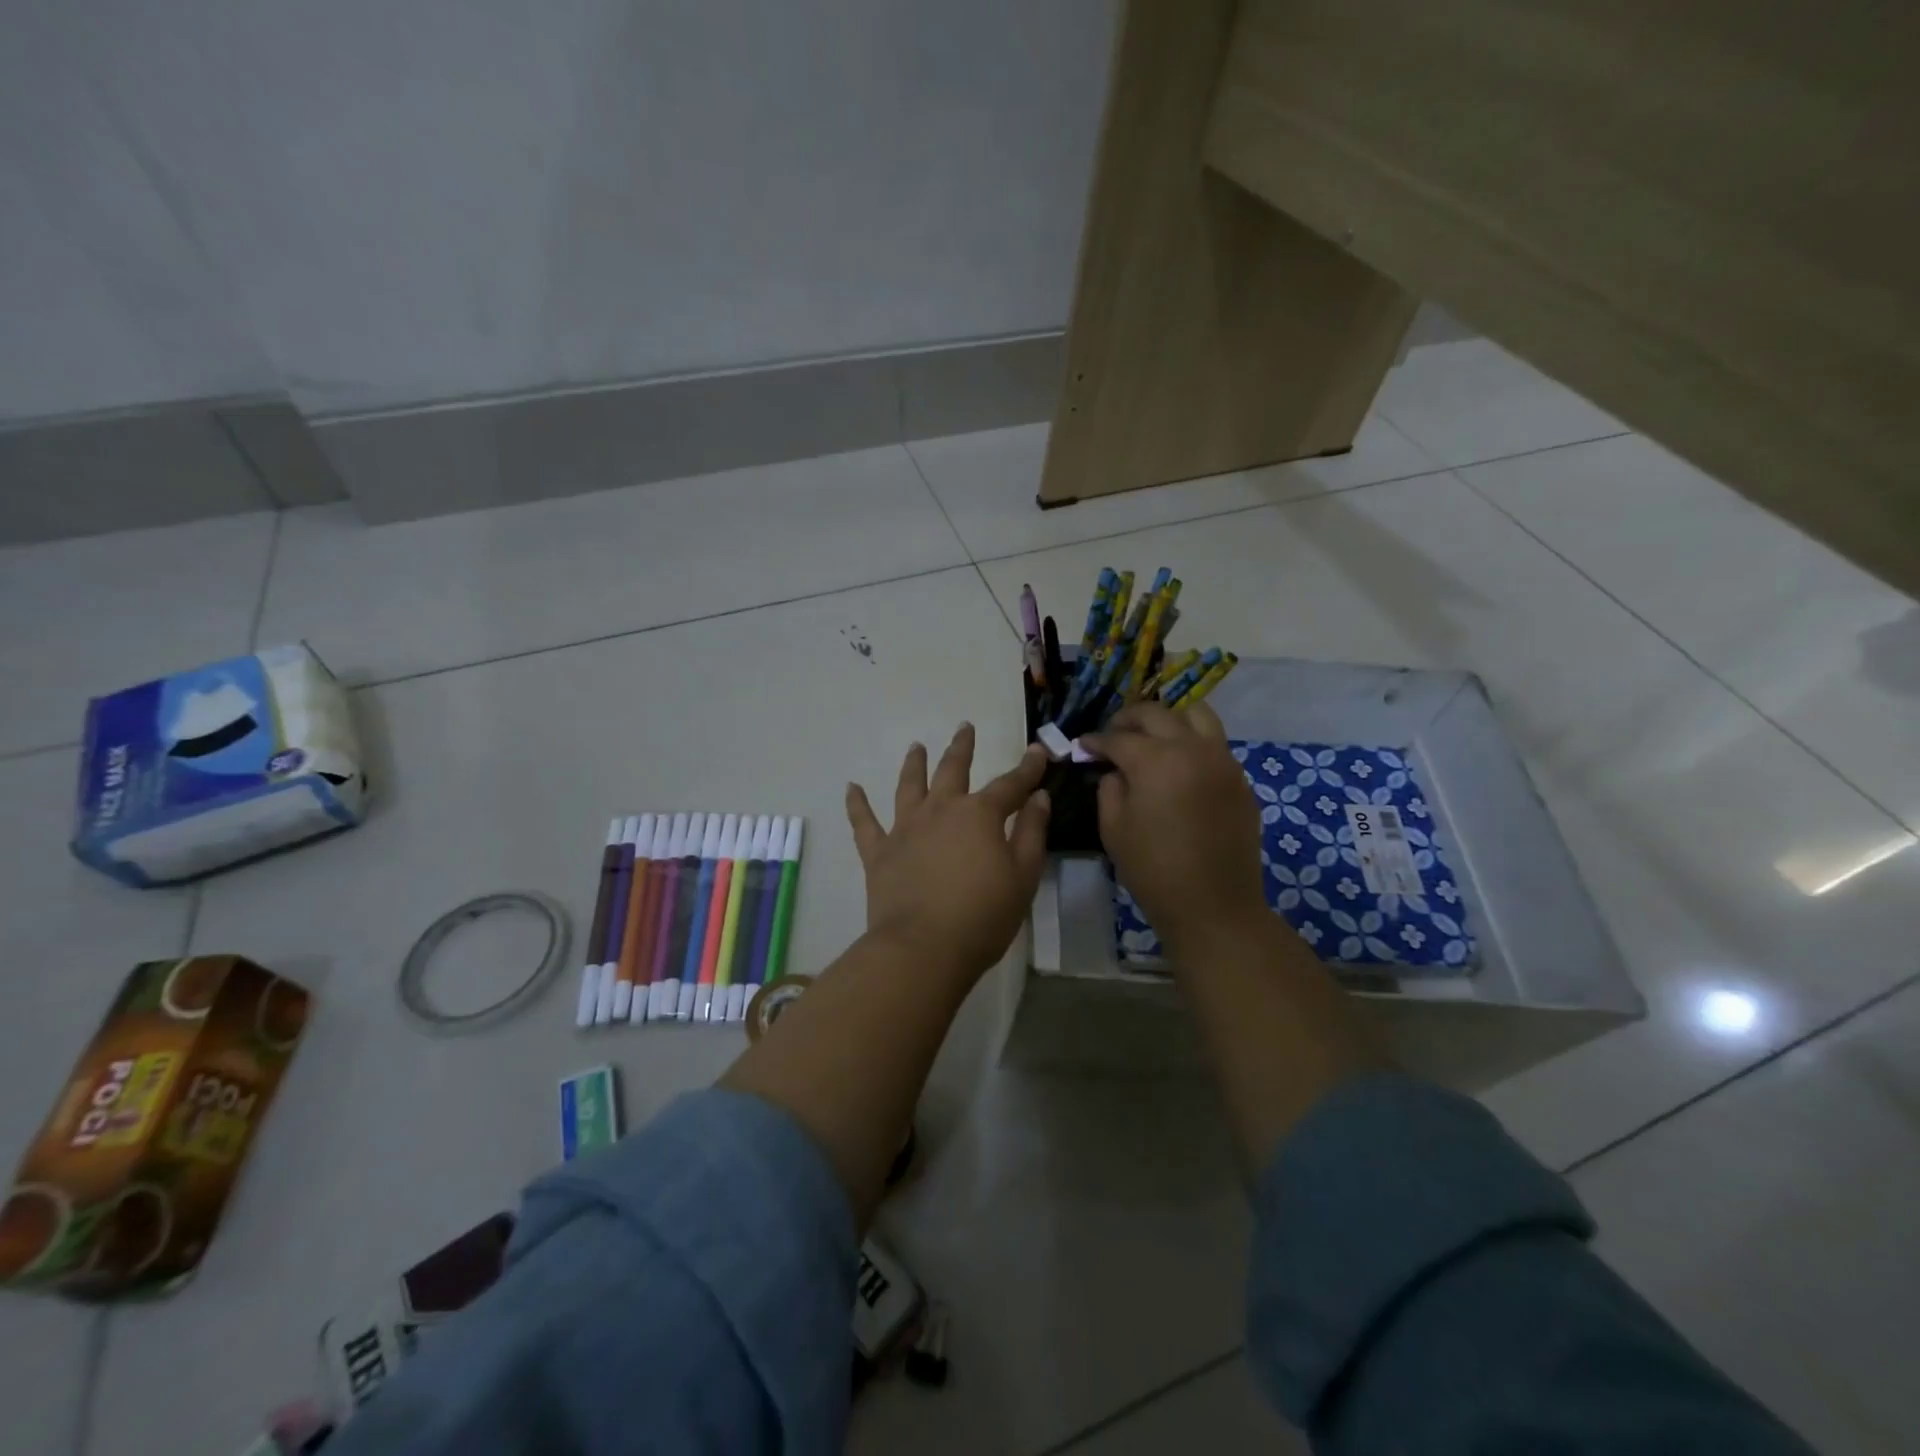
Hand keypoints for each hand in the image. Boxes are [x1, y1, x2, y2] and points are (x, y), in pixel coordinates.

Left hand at [846, 725, 1050, 978]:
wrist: (923, 948)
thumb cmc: (983, 915)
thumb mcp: (1023, 875)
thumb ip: (1031, 832)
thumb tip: (1038, 797)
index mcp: (979, 815)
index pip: (1010, 784)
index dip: (1027, 768)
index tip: (1038, 751)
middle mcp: (940, 810)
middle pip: (952, 770)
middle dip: (961, 748)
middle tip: (964, 727)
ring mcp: (905, 829)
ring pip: (909, 786)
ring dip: (913, 764)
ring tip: (916, 746)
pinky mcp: (878, 852)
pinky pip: (864, 823)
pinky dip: (857, 804)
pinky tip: (851, 788)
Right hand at [1082, 703, 1267, 957]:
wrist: (1214, 905)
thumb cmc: (1153, 869)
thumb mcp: (1114, 828)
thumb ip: (1109, 788)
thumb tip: (1116, 770)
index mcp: (1155, 760)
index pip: (1118, 738)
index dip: (1096, 740)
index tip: (1083, 746)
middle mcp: (1192, 748)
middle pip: (1156, 714)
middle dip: (1128, 719)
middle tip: (1113, 733)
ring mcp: (1222, 760)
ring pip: (1196, 715)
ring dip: (1168, 719)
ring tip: (1152, 737)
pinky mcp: (1240, 779)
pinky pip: (1214, 744)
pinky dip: (1192, 742)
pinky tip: (1179, 766)